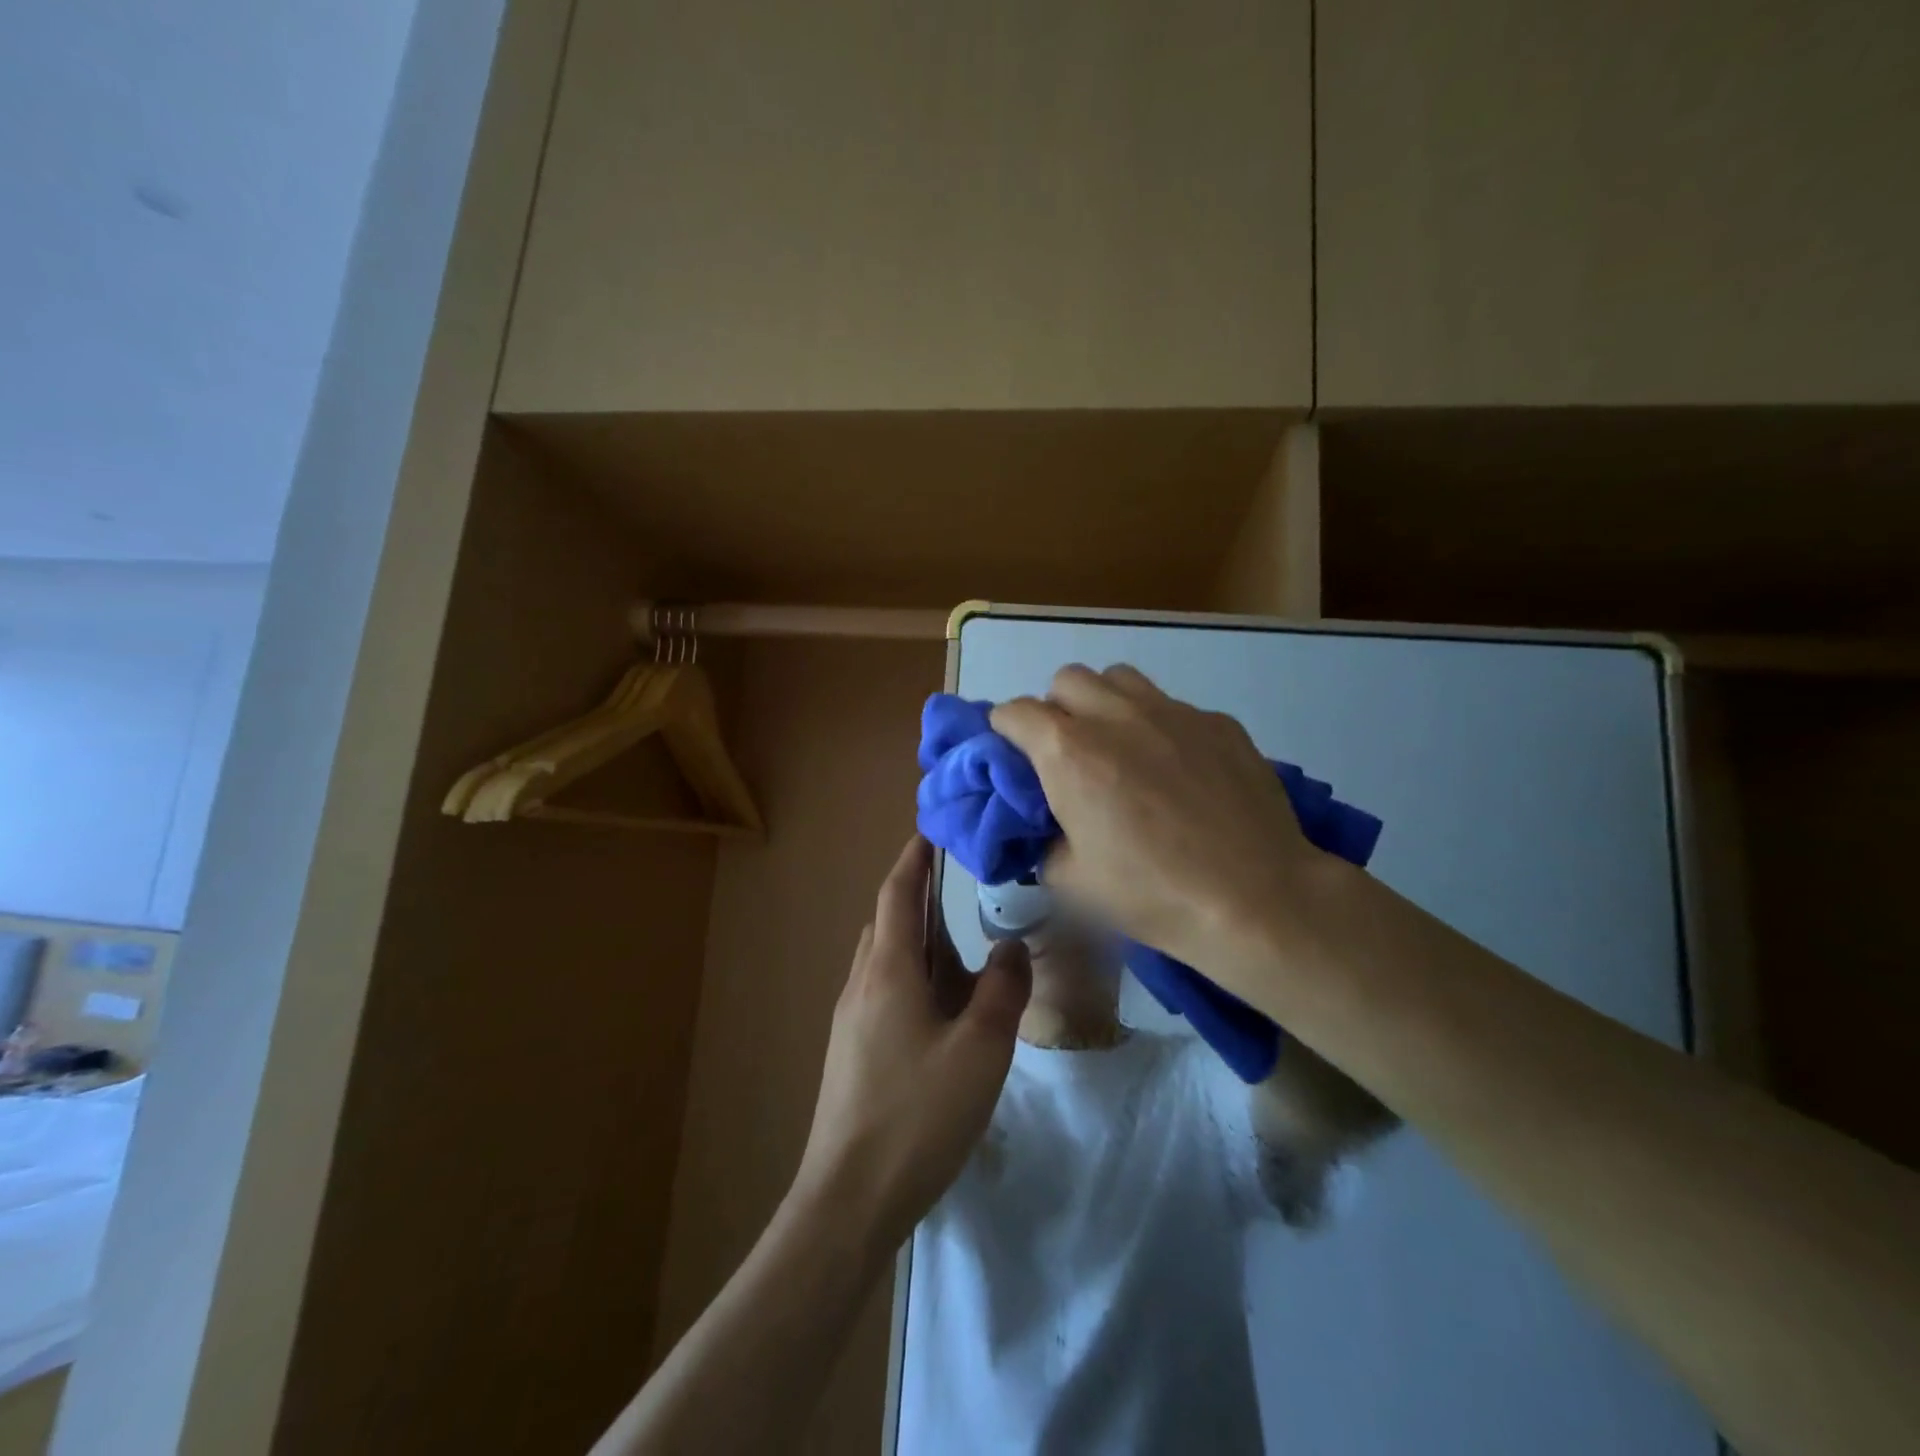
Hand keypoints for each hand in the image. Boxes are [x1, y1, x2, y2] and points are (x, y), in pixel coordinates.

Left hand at [791, 837, 1031, 1250]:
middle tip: (961, 884)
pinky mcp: (852, 1050)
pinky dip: (913, 974)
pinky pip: (884, 989)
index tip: (932, 830)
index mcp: (888, 970)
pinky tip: (943, 1004)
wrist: (848, 1199)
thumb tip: (1010, 945)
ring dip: (916, 937)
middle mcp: (862, 983)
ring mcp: (851, 1019)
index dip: (913, 857)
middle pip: (887, 921)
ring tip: (960, 941)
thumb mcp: (979, 1050)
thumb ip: (1002, 990)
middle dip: (918, 894)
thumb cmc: (917, 1115)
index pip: (896, 893)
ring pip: (885, 958)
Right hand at [992, 665, 1329, 982]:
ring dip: (1104, 703)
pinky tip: (1179, 769)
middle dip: (1055, 709)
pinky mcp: (1217, 721)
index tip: (1014, 759)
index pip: (1013, 712)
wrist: (1255, 898)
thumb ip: (1042, 841)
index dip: (1004, 733)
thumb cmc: (1152, 894)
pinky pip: (1171, 706)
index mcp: (1068, 751)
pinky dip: (1158, 726)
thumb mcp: (1071, 881)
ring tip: (1120, 747)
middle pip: (1065, 680)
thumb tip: (1045, 825)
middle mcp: (1115, 715)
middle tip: (1069, 754)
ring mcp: (1172, 711)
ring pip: (1119, 679)